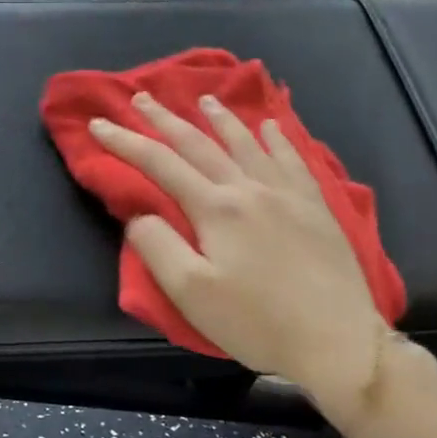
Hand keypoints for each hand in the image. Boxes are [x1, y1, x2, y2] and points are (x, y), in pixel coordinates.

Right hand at [90, 92, 392, 429]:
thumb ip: (158, 247)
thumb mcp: (191, 294)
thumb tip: (140, 215)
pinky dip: (277, 138)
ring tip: (204, 99)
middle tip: (142, 97)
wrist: (337, 340)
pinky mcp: (316, 207)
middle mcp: (249, 189)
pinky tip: (271, 126)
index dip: (125, 142)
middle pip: (199, 144)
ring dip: (220, 119)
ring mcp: (287, 195)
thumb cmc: (256, 322)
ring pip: (246, 144)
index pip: (159, 164)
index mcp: (215, 209)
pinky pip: (293, 159)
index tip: (98, 124)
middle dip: (165, 119)